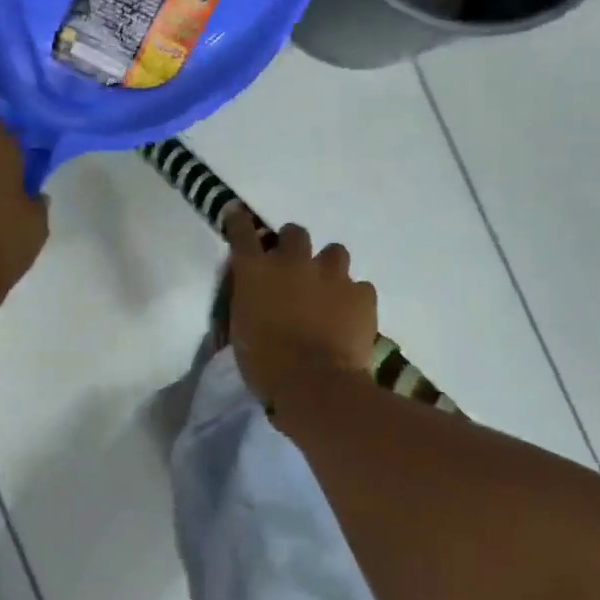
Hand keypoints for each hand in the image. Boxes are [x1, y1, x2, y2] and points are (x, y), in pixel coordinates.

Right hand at [225, 211, 377, 401]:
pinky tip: (350, 316)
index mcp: (256, 271)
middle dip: (293, 245)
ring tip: (328, 289)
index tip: (237, 214)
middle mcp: (293, 262)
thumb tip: (255, 294)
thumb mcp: (241, 329)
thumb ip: (248, 301)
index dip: (239, 222)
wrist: (315, 385)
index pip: (242, 233)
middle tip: (293, 267)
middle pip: (295, 233)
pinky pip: (360, 287)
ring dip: (328, 267)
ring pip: (334, 252)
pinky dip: (353, 298)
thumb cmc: (265, 364)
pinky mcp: (362, 294)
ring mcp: (332, 274)